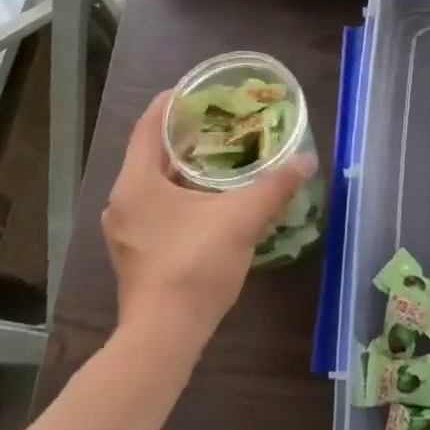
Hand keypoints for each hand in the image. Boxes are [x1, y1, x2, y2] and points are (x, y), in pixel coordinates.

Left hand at [102, 90, 316, 350]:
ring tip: (218, 155)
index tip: (196, 91)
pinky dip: (179, 194)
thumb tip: (307, 161)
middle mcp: (122, 201)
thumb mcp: (241, 218)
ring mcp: (125, 230)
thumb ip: (274, 186)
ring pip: (152, 183)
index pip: (147, 126)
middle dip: (182, 136)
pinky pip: (155, 207)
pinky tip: (209, 199)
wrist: (164, 338)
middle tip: (217, 121)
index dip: (170, 104)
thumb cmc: (195, 265)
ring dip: (182, 167)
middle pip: (149, 153)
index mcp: (137, 183)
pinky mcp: (135, 252)